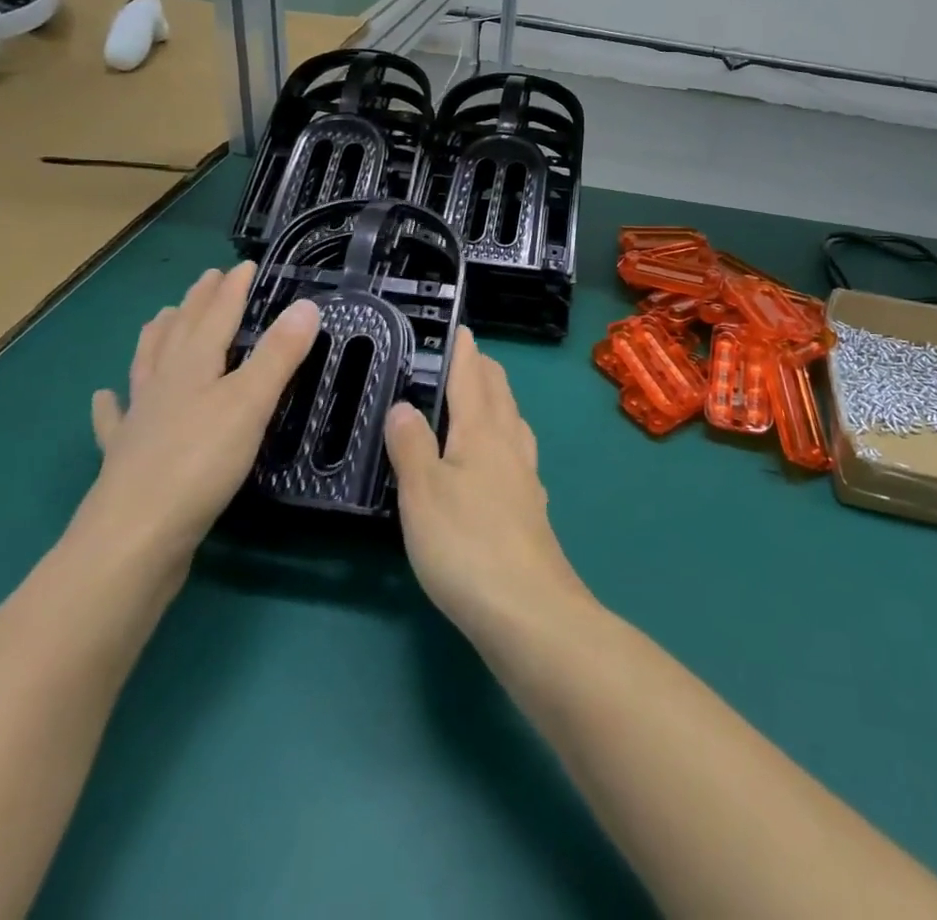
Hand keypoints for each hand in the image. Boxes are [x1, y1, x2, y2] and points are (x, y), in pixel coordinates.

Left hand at [81, 264, 320, 566]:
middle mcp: (162, 385)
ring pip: (147, 366)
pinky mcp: (126, 459)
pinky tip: (104, 398)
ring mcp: (139, 421)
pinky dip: (110, 404)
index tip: (243, 264)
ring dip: (156, 337)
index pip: (216, 316)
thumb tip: (306, 305)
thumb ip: (279, 355)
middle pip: (179, 333)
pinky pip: (115, 421)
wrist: (133, 540)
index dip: (232, 289)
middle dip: (196, 303)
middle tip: (206, 280)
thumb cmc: (199, 464)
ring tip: (161, 317)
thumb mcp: (251, 403)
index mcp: (192, 366)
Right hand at [385, 329, 592, 644]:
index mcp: (482, 432)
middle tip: (471, 357)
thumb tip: (404, 404)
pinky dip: (508, 440)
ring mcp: (526, 478)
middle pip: (500, 396)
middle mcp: (510, 446)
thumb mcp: (422, 492)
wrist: (528, 608)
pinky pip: (520, 455)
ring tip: (487, 398)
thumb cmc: (466, 544)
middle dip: (486, 371)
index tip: (463, 329)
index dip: (466, 352)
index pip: (472, 379)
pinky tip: (503, 460)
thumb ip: (411, 446)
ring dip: (500, 402)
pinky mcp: (532, 509)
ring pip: (515, 424)